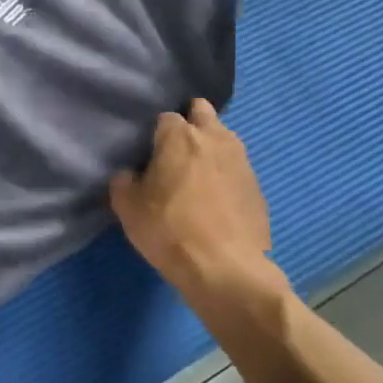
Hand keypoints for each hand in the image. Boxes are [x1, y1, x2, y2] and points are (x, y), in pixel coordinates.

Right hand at [109, 101, 279, 311]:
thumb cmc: (168, 229)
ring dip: (211, 147)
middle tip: (175, 148)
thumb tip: (131, 175)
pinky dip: (226, 176)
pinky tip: (215, 200)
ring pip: (224, 139)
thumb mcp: (127, 206)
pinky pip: (237, 170)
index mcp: (180, 136)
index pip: (165, 116)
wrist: (225, 270)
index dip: (155, 131)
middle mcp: (215, 139)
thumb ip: (124, 180)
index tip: (148, 150)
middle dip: (191, 121)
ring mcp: (242, 163)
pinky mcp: (258, 189)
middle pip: (203, 112)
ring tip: (196, 174)